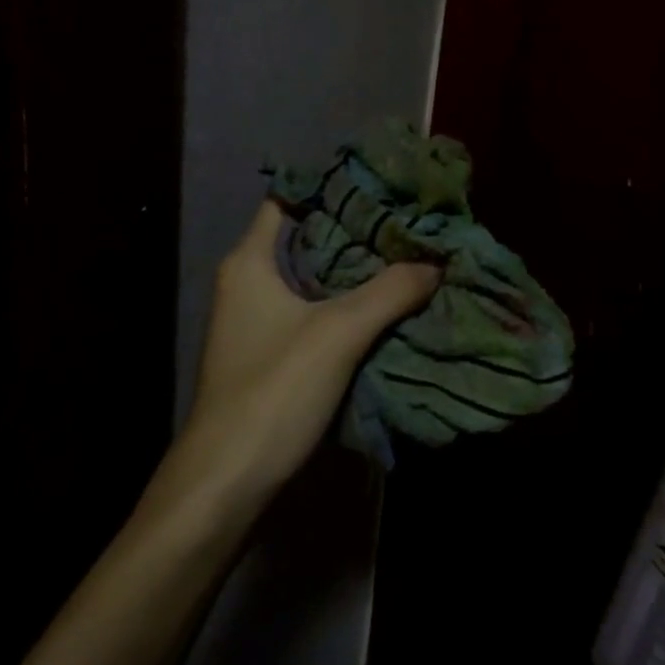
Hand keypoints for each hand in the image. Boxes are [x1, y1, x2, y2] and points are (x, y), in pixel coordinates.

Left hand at [176, 201, 440, 503]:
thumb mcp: (338, 333)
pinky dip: (352, 307)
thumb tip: (436, 261)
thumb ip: (390, 291)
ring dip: (359, 272)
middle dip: (358, 230)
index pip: (289, 200)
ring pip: (318, 280)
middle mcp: (251, 284)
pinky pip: (319, 314)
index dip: (331, 187)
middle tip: (410, 220)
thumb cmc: (273, 391)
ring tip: (411, 256)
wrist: (228, 483)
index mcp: (251, 263)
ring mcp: (262, 322)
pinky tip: (392, 306)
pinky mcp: (276, 356)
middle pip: (310, 240)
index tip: (381, 181)